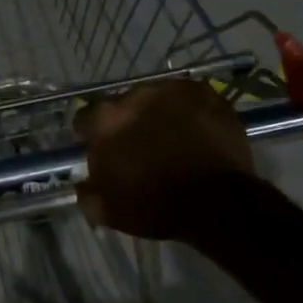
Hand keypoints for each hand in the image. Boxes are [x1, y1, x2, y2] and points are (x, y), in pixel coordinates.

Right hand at [75, 79, 255, 239]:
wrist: (217, 204)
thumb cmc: (156, 207)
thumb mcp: (109, 212)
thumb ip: (88, 193)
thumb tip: (84, 184)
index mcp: (106, 121)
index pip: (86, 118)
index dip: (91, 134)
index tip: (100, 148)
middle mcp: (135, 96)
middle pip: (123, 105)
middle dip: (128, 122)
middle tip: (141, 146)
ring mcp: (172, 90)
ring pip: (157, 98)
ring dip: (159, 113)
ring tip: (174, 138)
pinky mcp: (205, 92)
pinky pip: (189, 98)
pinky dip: (189, 111)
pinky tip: (197, 132)